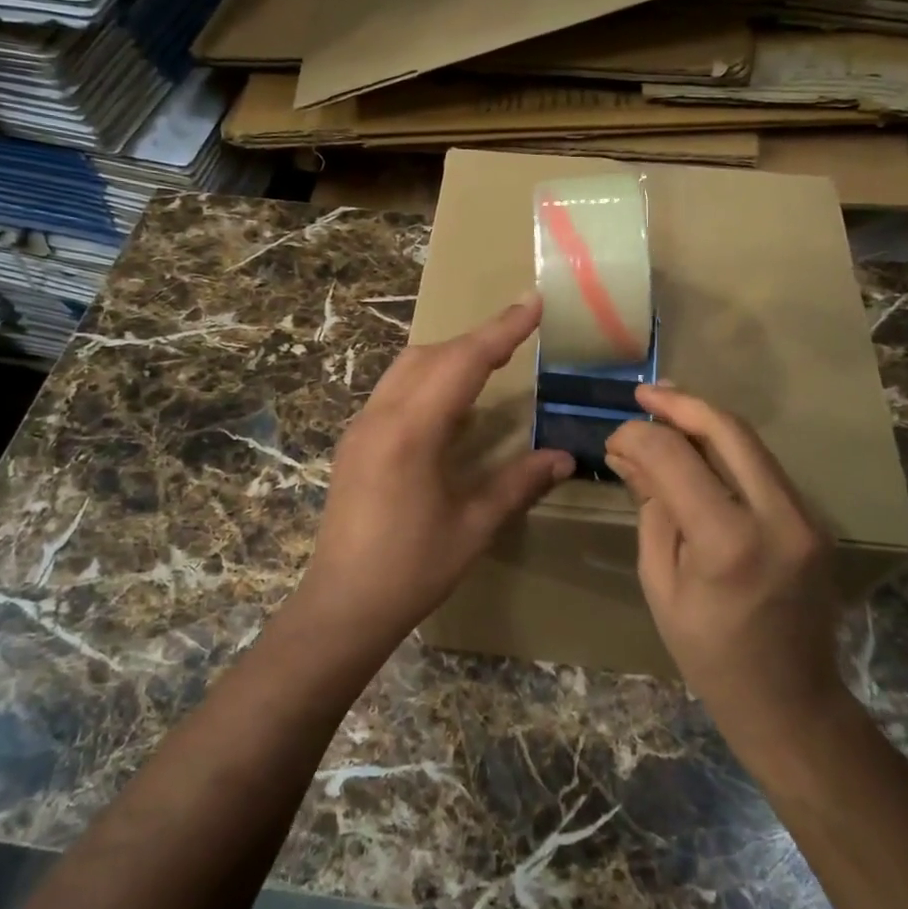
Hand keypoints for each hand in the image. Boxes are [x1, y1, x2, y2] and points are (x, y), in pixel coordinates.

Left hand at [297, 295, 573, 648]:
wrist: (342, 605)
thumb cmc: (411, 570)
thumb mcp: (473, 527)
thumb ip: (518, 484)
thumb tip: (565, 458)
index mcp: (411, 431)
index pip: (463, 362)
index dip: (502, 330)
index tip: (533, 302)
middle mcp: (380, 416)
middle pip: (431, 355)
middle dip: (477, 340)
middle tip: (520, 336)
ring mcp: (361, 427)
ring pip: (407, 368)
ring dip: (450, 356)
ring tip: (491, 362)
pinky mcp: (354, 442)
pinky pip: (394, 390)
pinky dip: (428, 379)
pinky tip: (450, 405)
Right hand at [604, 384, 846, 737]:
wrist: (791, 701)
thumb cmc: (709, 655)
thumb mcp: (660, 583)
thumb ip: (651, 508)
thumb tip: (630, 453)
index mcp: (728, 542)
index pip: (675, 458)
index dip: (638, 436)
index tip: (614, 437)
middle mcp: (777, 517)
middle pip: (728, 430)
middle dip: (681, 403)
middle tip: (644, 394)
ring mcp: (806, 516)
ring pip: (752, 443)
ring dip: (706, 421)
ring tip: (665, 409)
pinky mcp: (814, 519)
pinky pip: (764, 467)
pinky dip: (727, 449)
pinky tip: (698, 446)